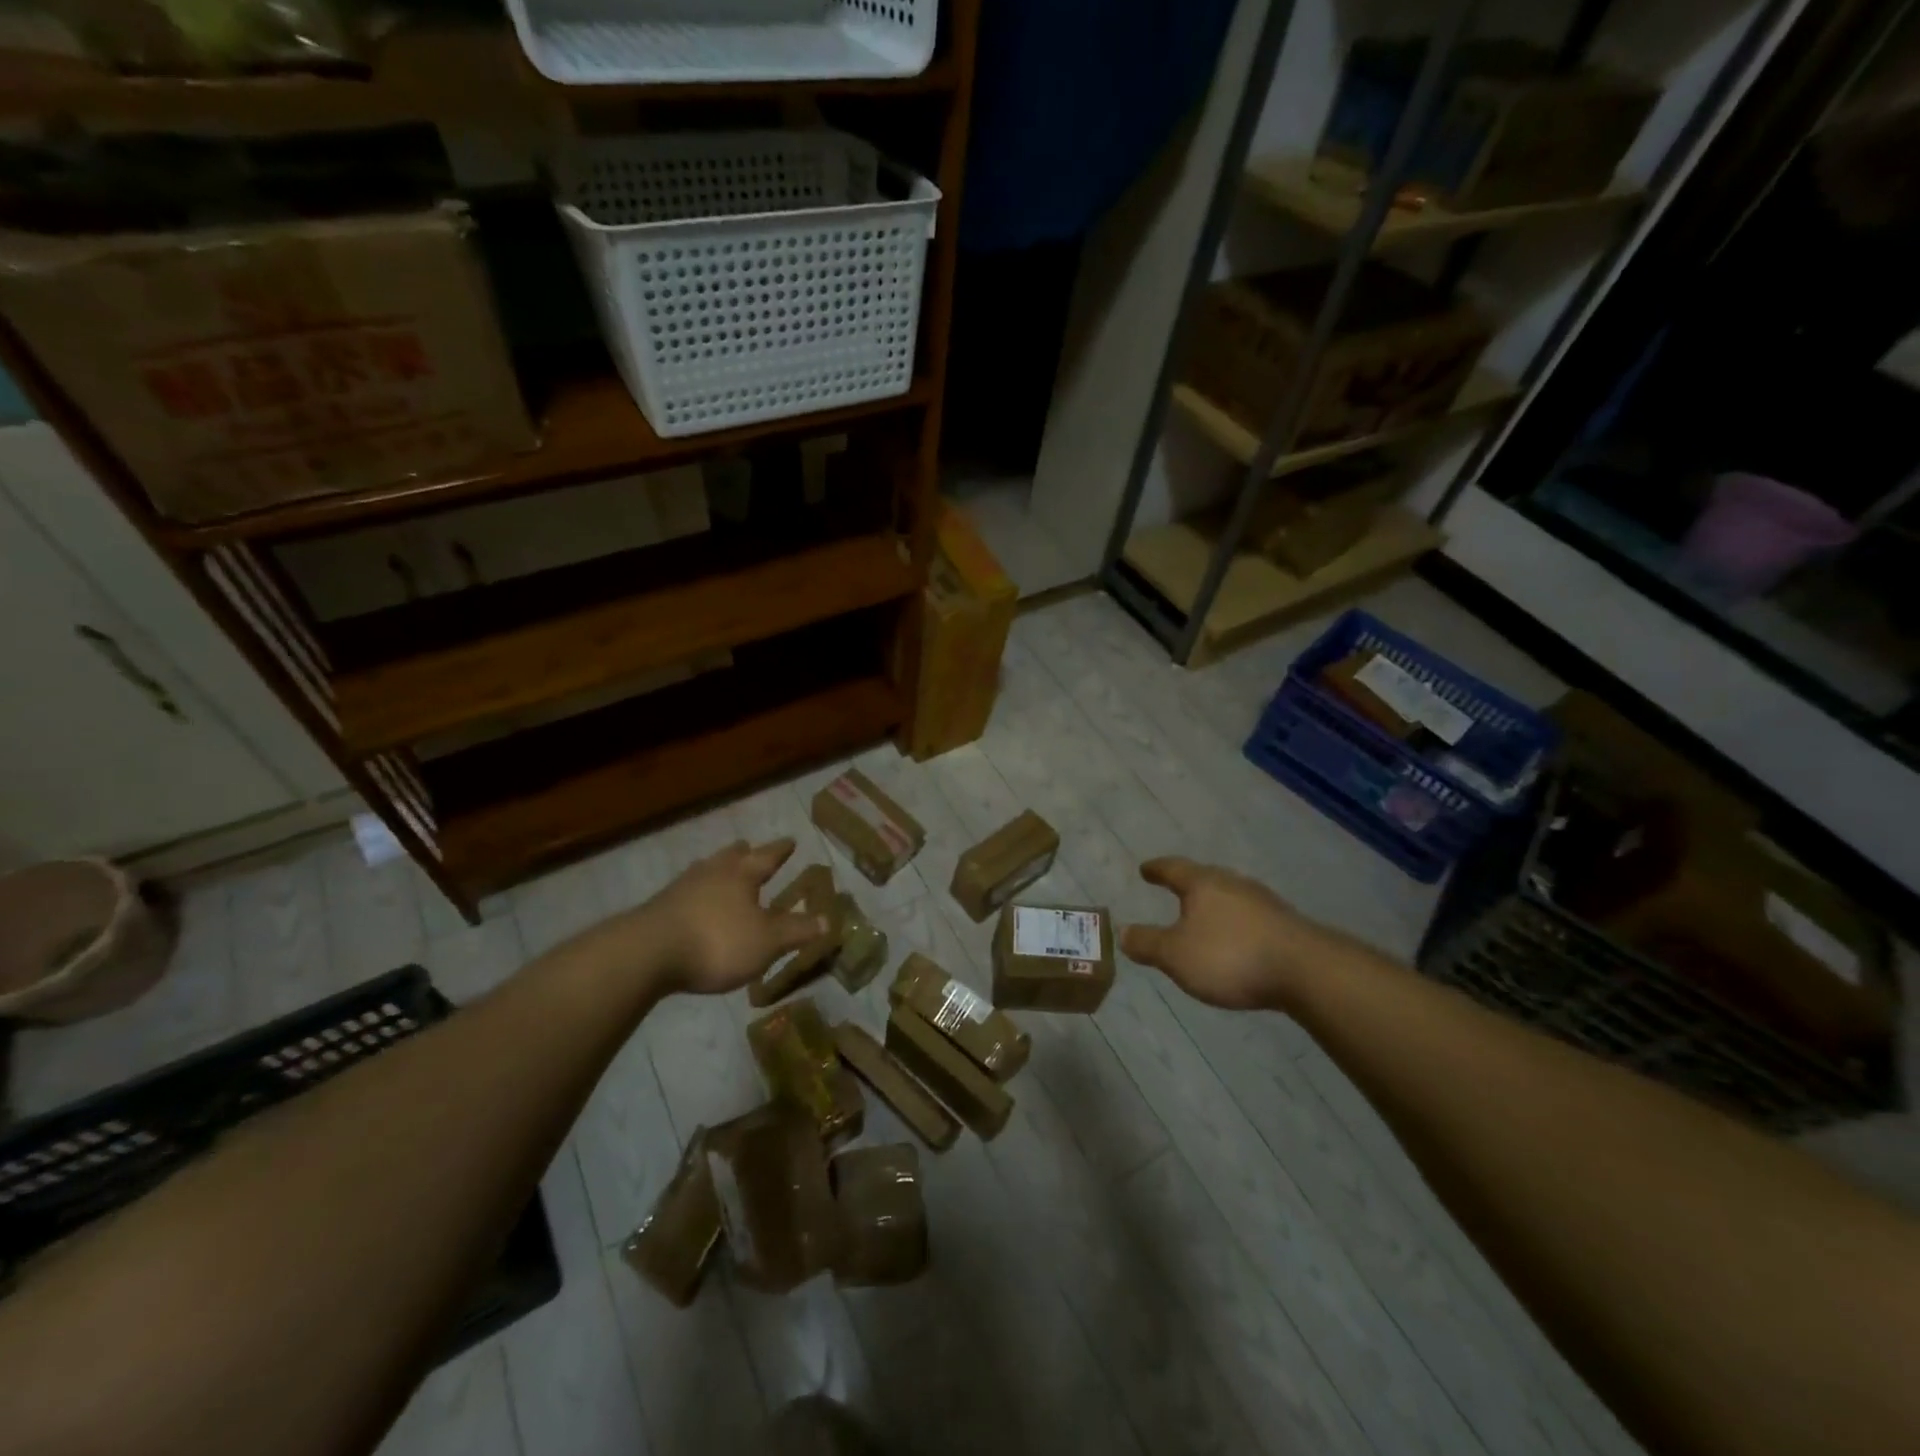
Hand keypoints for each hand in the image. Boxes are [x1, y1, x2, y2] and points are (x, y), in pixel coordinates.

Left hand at [633, 839, 829, 996]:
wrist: (647, 953)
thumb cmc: (717, 941)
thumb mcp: (767, 941)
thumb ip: (797, 930)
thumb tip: (829, 920)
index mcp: (742, 875)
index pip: (767, 856)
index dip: (781, 850)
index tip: (791, 840)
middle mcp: (713, 872)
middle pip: (731, 856)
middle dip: (743, 853)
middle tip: (749, 847)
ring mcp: (682, 888)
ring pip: (705, 870)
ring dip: (716, 869)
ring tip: (720, 870)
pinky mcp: (659, 908)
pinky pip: (685, 892)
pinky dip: (696, 893)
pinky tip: (693, 903)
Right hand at [1120, 857, 1330, 1011]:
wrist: (1306, 971)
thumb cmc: (1230, 956)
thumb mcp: (1176, 955)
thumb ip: (1148, 943)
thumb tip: (1122, 931)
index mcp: (1203, 884)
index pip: (1173, 868)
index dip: (1157, 869)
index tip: (1145, 869)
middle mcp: (1233, 884)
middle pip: (1205, 878)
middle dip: (1188, 885)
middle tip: (1174, 889)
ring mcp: (1263, 902)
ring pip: (1230, 896)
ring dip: (1214, 905)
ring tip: (1203, 917)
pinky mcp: (1285, 924)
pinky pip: (1250, 916)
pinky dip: (1235, 923)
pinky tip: (1236, 940)